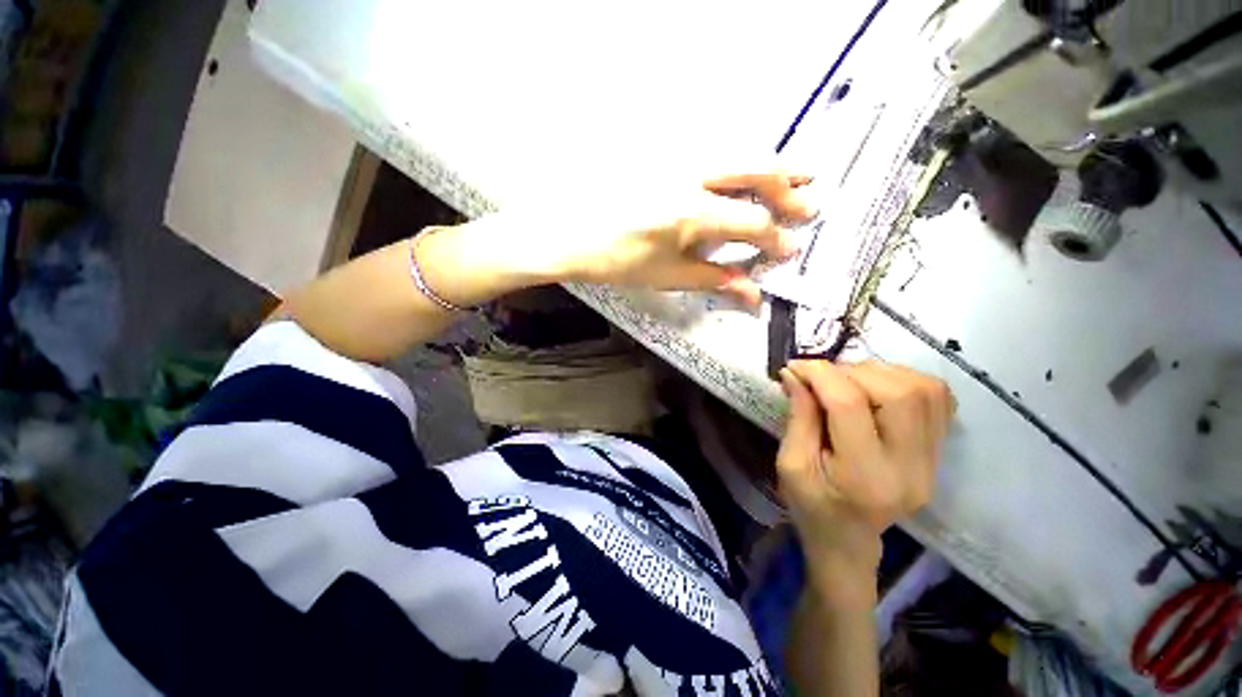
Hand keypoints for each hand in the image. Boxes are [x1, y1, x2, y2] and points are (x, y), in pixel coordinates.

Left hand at [545, 172, 815, 304]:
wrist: (569, 231)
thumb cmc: (616, 260)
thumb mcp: (667, 276)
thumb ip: (714, 280)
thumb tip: (753, 296)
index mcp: (691, 213)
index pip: (752, 221)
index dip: (775, 239)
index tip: (789, 251)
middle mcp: (691, 175)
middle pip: (757, 169)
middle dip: (789, 189)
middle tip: (808, 206)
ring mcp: (677, 156)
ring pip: (739, 150)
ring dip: (771, 166)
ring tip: (797, 178)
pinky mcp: (665, 152)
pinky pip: (715, 149)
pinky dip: (741, 161)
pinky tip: (747, 173)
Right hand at [776, 360, 953, 591]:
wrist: (848, 539)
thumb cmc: (810, 505)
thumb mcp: (790, 462)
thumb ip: (798, 415)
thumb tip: (795, 372)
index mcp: (863, 477)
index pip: (850, 406)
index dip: (821, 375)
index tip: (796, 367)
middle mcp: (910, 468)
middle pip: (898, 393)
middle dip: (851, 372)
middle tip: (822, 377)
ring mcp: (932, 461)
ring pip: (923, 390)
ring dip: (879, 373)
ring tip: (848, 381)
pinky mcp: (939, 453)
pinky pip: (938, 398)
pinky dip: (906, 380)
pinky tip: (877, 388)